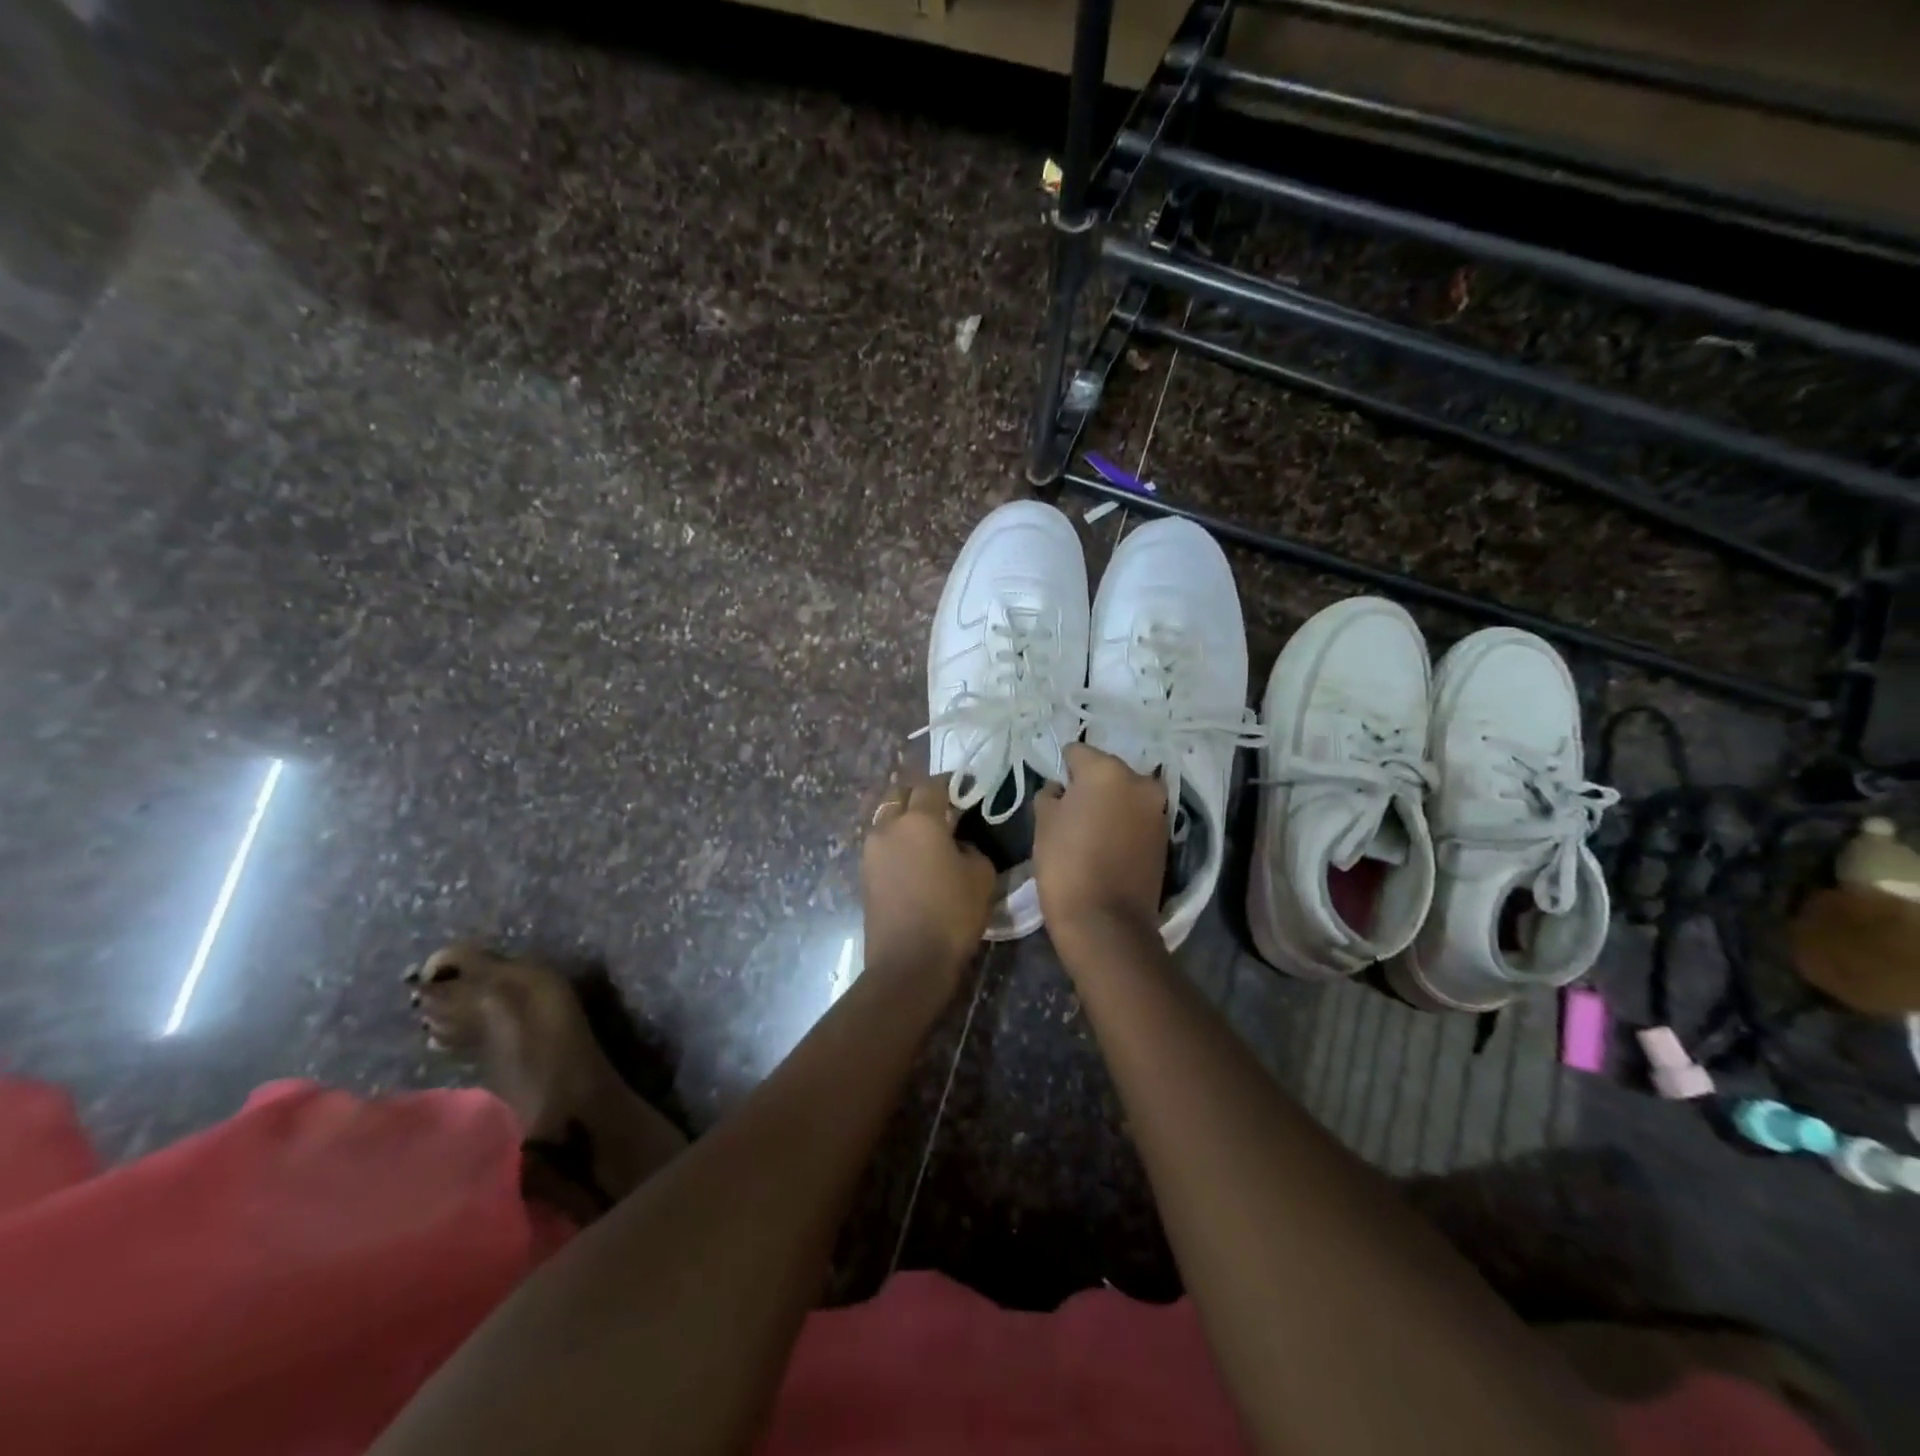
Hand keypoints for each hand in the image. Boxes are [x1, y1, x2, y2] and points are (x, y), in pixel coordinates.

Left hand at [862, 774, 995, 982]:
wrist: (908, 963)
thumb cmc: (951, 914)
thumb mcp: (981, 876)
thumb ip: (971, 848)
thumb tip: (956, 845)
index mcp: (919, 820)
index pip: (933, 785)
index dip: (950, 783)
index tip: (963, 788)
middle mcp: (888, 826)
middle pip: (899, 794)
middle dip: (919, 794)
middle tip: (941, 807)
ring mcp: (871, 850)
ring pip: (886, 818)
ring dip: (904, 818)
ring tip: (926, 834)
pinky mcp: (864, 874)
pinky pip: (882, 844)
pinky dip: (896, 842)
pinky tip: (914, 858)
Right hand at [1034, 743, 1167, 949]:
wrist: (1106, 922)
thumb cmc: (1066, 865)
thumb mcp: (1043, 824)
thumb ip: (1050, 795)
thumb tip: (1060, 789)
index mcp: (1107, 770)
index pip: (1077, 752)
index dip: (1062, 769)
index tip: (1054, 792)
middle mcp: (1139, 781)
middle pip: (1107, 770)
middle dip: (1090, 784)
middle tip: (1071, 810)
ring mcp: (1158, 809)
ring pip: (1126, 793)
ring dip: (1111, 803)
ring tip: (1091, 829)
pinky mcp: (1166, 836)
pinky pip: (1138, 817)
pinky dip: (1125, 822)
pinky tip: (1108, 844)